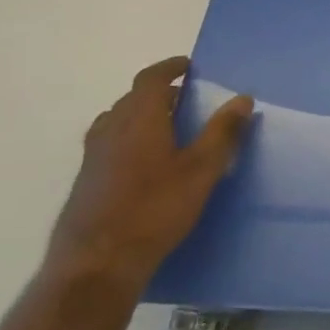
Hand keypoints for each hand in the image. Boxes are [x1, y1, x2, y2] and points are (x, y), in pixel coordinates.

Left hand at [44, 56, 254, 290]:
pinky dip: (130, 138)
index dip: (169, 68)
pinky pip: (109, 144)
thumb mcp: (202, 170)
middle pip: (131, 99)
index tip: (188, 65)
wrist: (97, 264)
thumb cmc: (155, 209)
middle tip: (187, 100)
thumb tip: (242, 98)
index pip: (149, 80)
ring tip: (167, 127)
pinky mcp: (86, 182)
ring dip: (141, 115)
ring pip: (117, 122)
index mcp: (138, 121)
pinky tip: (147, 163)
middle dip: (159, 93)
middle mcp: (110, 132)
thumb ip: (223, 132)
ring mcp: (93, 158)